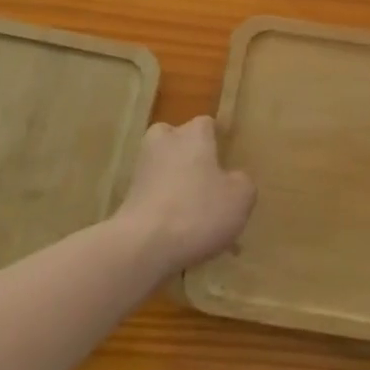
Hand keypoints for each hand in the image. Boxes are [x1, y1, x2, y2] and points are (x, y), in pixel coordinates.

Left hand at [114, 116, 255, 277]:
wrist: (143, 246)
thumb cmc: (198, 211)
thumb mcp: (240, 198)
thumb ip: (242, 182)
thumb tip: (234, 179)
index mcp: (193, 135)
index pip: (206, 123)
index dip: (217, 137)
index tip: (227, 153)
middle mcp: (164, 144)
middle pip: (175, 138)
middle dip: (188, 153)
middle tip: (207, 176)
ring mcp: (141, 171)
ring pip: (163, 169)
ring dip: (176, 183)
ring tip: (197, 213)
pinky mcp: (128, 200)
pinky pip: (154, 196)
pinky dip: (165, 208)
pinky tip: (181, 233)